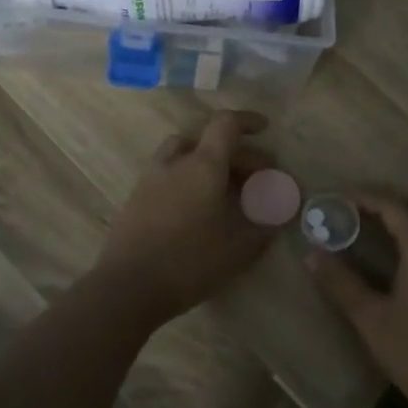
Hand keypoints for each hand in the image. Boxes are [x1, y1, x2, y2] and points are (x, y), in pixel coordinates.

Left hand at [94, 111, 277, 323]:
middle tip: (256, 176)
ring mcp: (151, 178)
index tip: (265, 129)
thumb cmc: (190, 262)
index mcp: (204, 165)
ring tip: (224, 185)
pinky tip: (197, 205)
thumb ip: (264, 227)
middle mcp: (176, 162)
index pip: (226, 124)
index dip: (248, 121)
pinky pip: (168, 172)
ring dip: (206, 159)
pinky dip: (187, 176)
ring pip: (183, 152)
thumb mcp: (239, 249)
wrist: (127, 287)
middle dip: (237, 153)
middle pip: (208, 140)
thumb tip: (280, 215)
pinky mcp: (136, 197)